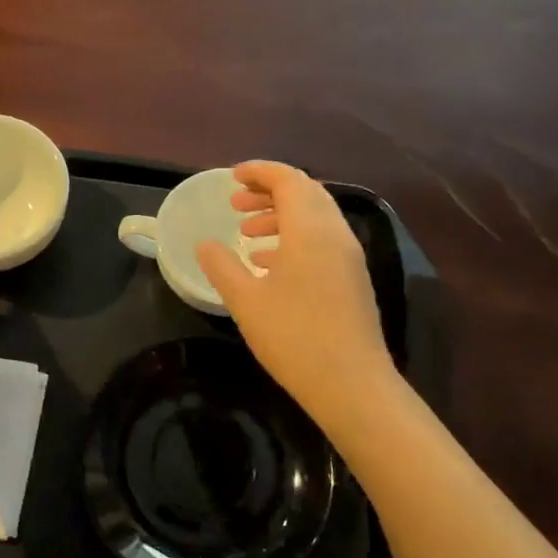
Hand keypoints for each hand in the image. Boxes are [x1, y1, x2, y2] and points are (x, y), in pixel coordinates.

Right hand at [198, 161, 395, 428]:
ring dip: (281, 216)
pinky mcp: (353, 280)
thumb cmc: (294, 337)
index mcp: (310, 231)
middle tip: (236, 204)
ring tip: (247, 234)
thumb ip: (222, 266)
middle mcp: (336, 235)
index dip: (260, 172)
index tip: (232, 177)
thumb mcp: (246, 301)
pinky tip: (270, 264)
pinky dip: (295, 238)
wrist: (351, 384)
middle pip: (306, 193)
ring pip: (316, 218)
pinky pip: (323, 241)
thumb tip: (205, 244)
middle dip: (270, 192)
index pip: (289, 180)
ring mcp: (349, 258)